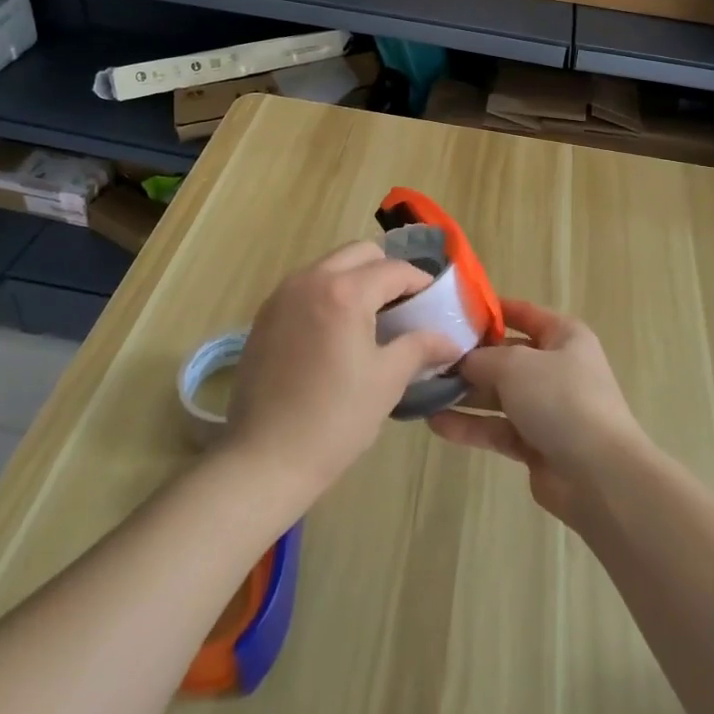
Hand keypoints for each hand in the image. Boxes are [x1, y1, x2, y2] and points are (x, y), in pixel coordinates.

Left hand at [224, 242, 464, 508]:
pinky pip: (306, 286)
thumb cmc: (334, 420)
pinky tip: (336, 332)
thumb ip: (420, 347)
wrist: (263, 459)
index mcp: (345, 292)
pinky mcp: (265, 314)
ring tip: (370, 319)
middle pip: (360, 253)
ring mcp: (282, 295)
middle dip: (387, 271)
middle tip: (403, 307)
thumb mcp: (387, 381)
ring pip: (330, 265)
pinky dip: (328, 293)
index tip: (435, 302)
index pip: (394, 270)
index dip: (420, 283)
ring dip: (356, 279)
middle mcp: (310, 280)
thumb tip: (449, 340)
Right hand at [426, 299, 646, 526]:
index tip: (454, 311)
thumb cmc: (561, 399)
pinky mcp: (536, 444)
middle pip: (506, 357)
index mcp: (564, 336)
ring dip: (464, 394)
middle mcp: (557, 368)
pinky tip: (436, 423)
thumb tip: (460, 360)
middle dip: (469, 359)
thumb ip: (482, 358)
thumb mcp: (515, 365)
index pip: (524, 314)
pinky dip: (470, 426)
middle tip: (428, 357)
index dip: (492, 311)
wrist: (600, 475)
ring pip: (498, 395)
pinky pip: (497, 428)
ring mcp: (547, 408)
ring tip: (423, 391)